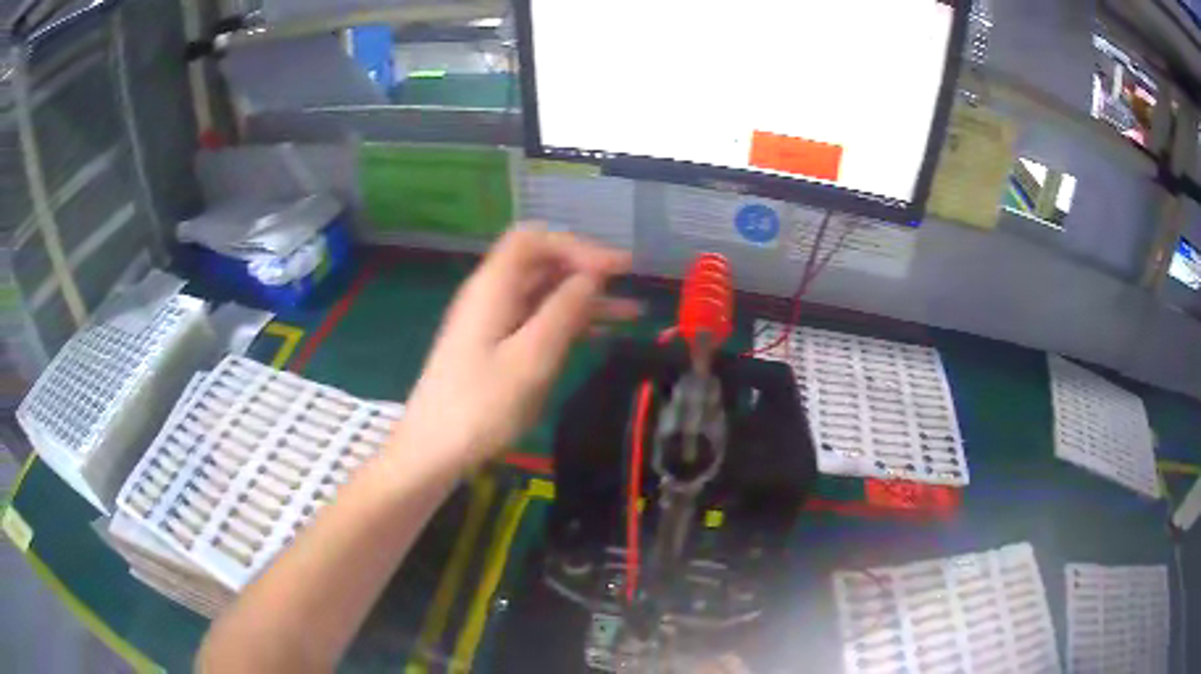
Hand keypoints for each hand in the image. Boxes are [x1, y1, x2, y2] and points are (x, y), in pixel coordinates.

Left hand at [400, 227, 640, 467]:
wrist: (433, 450)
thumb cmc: (480, 406)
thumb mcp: (530, 359)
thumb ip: (563, 312)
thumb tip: (591, 276)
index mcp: (493, 287)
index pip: (534, 240)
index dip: (577, 245)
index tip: (616, 268)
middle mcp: (491, 295)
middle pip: (540, 264)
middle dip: (586, 268)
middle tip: (630, 283)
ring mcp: (492, 322)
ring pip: (543, 294)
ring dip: (584, 299)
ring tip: (632, 311)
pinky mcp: (494, 347)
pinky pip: (536, 321)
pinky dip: (569, 323)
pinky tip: (600, 336)